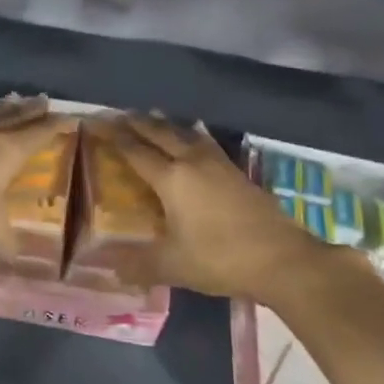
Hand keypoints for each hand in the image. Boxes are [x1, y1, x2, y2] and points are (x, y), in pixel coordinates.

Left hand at [0, 96, 74, 249]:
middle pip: (14, 116)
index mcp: (9, 150)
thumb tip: (14, 255)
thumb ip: (6, 240)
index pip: (40, 133)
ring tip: (9, 103)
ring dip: (1, 110)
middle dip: (31, 110)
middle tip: (43, 100)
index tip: (70, 118)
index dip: (57, 126)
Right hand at [105, 114, 314, 298]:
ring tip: (156, 117)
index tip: (101, 124)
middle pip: (162, 134)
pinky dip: (193, 137)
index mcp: (172, 179)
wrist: (282, 260)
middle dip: (140, 123)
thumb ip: (139, 265)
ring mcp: (220, 166)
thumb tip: (110, 269)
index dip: (117, 138)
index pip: (137, 152)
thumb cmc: (219, 258)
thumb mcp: (173, 265)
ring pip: (188, 135)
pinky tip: (196, 142)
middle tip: (122, 114)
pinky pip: (208, 145)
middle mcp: (193, 163)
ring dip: (169, 125)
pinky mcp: (239, 175)